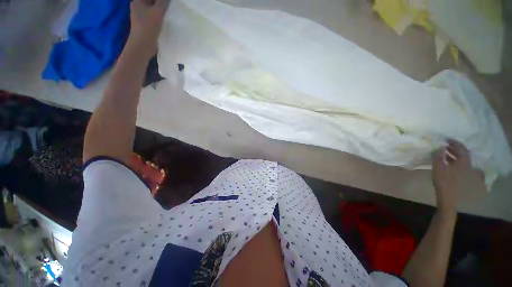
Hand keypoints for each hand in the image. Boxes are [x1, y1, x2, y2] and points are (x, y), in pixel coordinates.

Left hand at [128, 0, 169, 58]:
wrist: (142, 46)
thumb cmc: (148, 28)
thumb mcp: (157, 12)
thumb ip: (163, 2)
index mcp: (138, 1)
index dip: (160, 0)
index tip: (168, 3)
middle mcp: (138, 7)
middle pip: (151, 2)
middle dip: (161, 3)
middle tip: (171, 6)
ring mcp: (141, 17)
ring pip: (153, 9)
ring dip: (161, 10)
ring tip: (170, 12)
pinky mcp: (146, 25)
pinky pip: (154, 17)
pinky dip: (160, 17)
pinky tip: (166, 20)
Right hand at [432, 140, 472, 214]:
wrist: (448, 197)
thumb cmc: (443, 181)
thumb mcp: (438, 167)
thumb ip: (438, 156)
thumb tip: (438, 146)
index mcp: (463, 161)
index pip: (461, 148)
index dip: (454, 142)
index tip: (446, 139)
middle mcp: (465, 165)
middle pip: (462, 153)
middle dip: (454, 147)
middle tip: (444, 144)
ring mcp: (463, 171)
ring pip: (459, 159)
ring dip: (452, 154)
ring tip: (443, 151)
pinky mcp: (459, 175)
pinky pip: (457, 163)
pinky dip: (451, 159)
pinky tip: (444, 160)